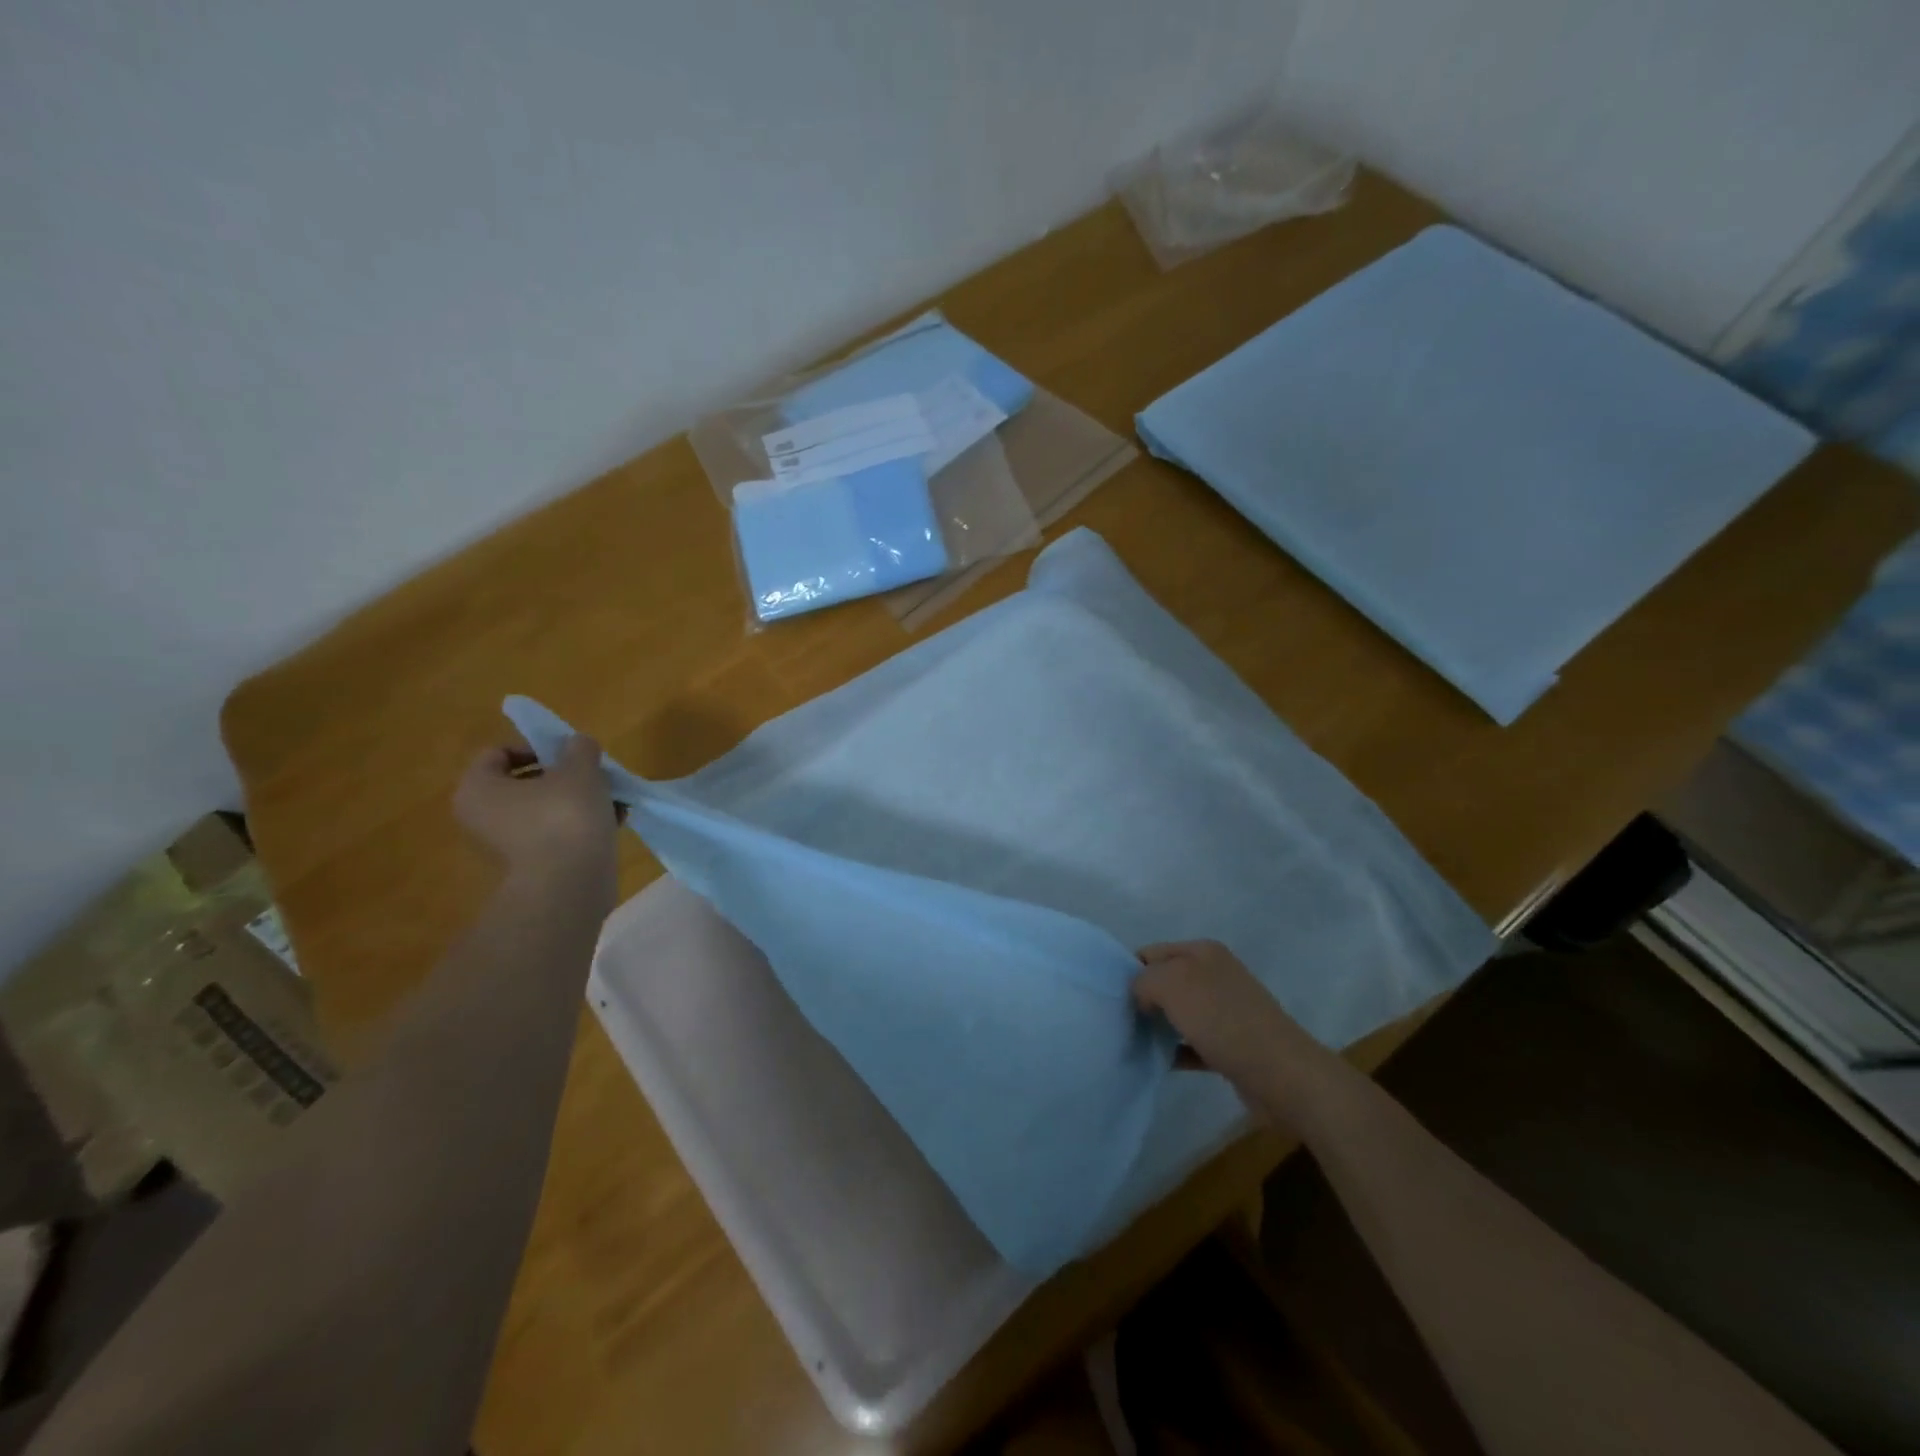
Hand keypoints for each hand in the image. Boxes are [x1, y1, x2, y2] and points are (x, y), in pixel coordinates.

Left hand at [455, 736, 617, 878]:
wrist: (570, 884)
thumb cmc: (564, 816)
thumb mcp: (579, 769)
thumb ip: (579, 748)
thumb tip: (578, 744)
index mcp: (478, 789)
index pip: (499, 753)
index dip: (536, 746)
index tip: (568, 754)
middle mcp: (484, 816)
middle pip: (527, 782)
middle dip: (566, 775)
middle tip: (595, 775)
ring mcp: (509, 843)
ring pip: (547, 808)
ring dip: (580, 799)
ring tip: (614, 799)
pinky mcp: (536, 864)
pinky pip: (559, 832)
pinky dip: (583, 824)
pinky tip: (615, 821)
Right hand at [1134, 940, 1306, 1089]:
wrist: (1281, 1075)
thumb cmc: (1223, 1020)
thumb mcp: (1172, 984)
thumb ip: (1144, 980)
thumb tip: (1140, 994)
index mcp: (1203, 952)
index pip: (1152, 952)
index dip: (1130, 970)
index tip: (1112, 997)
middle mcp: (1215, 975)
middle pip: (1166, 982)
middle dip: (1143, 999)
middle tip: (1119, 1021)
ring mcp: (1226, 1011)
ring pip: (1179, 1013)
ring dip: (1158, 1027)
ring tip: (1132, 1043)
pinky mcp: (1232, 1045)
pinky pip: (1193, 1044)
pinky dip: (1176, 1052)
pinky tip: (1158, 1063)